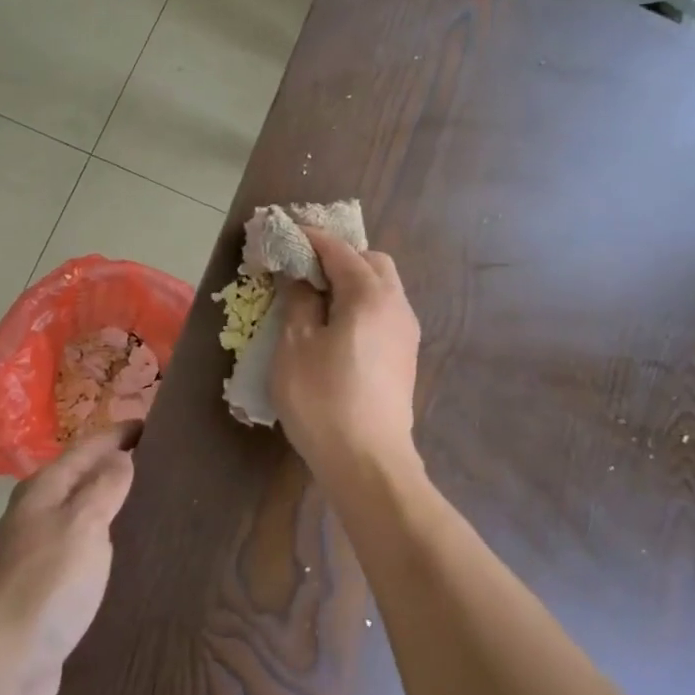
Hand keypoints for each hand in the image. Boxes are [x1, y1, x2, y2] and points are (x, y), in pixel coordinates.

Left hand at [0, 422, 139, 694]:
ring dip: (115, 506)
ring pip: (86, 515)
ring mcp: (42, 552)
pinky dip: (109, 543)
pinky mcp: (51, 590)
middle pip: (85, 478)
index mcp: (46, 488)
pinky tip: (134, 555)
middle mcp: (40, 513)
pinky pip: (87, 552)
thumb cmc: (44, 584)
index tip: (156, 424)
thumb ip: (104, 486)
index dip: (120, 434)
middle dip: (120, 466)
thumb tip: (121, 456)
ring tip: (159, 504)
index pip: (89, 446)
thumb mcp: (81, 523)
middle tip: (168, 464)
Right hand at [273, 228, 420, 480]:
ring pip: (383, 288)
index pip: (340, 251)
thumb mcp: (296, 346)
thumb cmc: (323, 399)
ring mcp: (406, 333)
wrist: (368, 462)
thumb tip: (303, 279)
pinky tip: (337, 327)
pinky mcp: (405, 357)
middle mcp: (396, 306)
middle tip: (304, 268)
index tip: (287, 232)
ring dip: (353, 281)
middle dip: (340, 256)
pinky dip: (362, 304)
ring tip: (317, 298)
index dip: (312, 238)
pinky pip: (385, 312)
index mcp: (370, 296)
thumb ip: (299, 302)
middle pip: (372, 263)